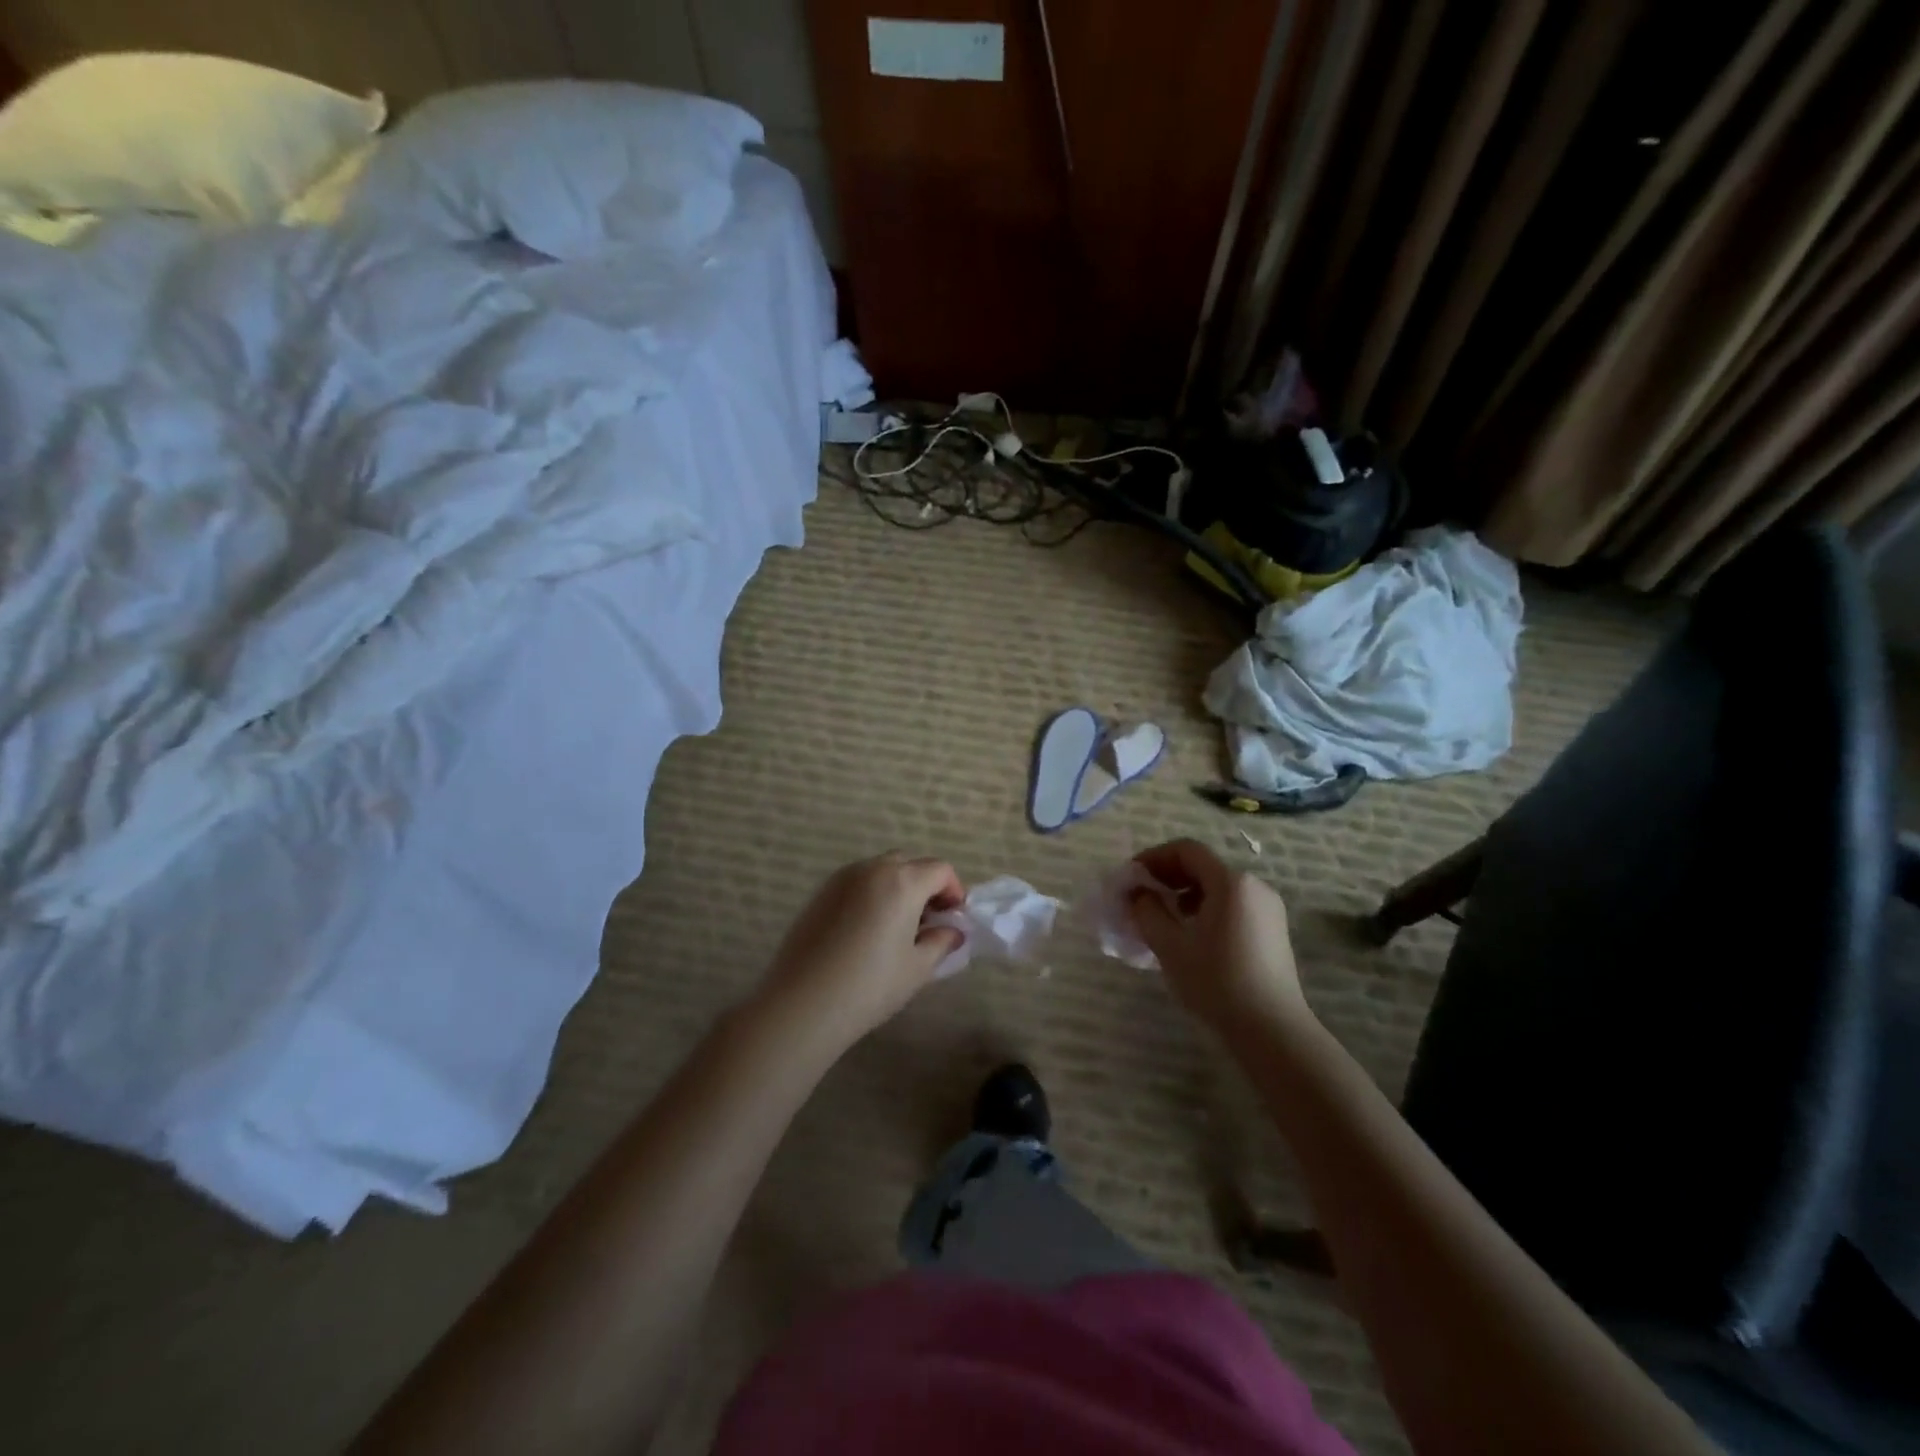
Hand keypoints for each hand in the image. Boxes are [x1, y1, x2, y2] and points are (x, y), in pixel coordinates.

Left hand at [754, 853, 966, 1051]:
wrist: (803, 1003)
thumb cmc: (870, 986)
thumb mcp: (917, 967)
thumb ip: (941, 942)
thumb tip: (952, 931)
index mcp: (902, 882)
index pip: (940, 870)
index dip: (954, 890)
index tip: (954, 918)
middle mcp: (872, 869)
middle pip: (910, 864)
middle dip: (926, 885)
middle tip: (929, 921)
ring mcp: (842, 878)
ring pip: (881, 870)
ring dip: (898, 887)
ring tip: (898, 926)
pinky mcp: (821, 893)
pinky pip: (857, 882)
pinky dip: (872, 894)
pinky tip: (868, 930)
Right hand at [1127, 839, 1308, 1029]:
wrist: (1272, 1031)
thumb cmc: (1216, 982)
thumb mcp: (1170, 946)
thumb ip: (1147, 911)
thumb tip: (1137, 894)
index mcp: (1231, 882)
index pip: (1186, 850)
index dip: (1154, 857)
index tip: (1131, 877)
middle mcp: (1254, 886)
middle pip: (1203, 866)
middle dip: (1167, 877)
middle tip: (1141, 897)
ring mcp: (1268, 908)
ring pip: (1217, 887)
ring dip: (1184, 894)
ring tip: (1161, 919)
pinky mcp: (1272, 930)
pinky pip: (1232, 905)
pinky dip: (1205, 909)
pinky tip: (1189, 936)